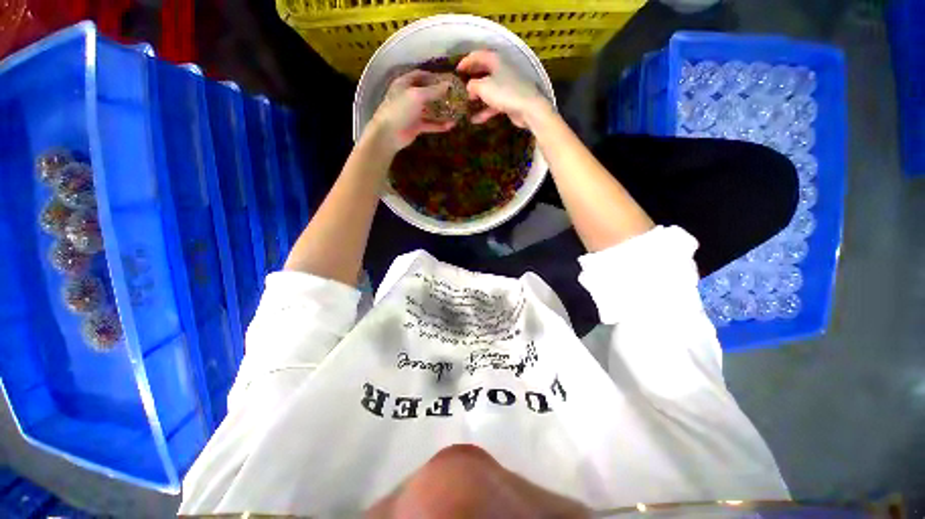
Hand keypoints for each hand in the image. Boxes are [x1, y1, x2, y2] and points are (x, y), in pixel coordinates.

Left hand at [368, 70, 455, 152]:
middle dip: (440, 94)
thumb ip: (433, 91)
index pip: (420, 75)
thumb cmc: (400, 109)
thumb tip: (448, 85)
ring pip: (430, 110)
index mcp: (404, 84)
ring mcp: (412, 112)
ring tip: (456, 111)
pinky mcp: (416, 126)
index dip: (433, 76)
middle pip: (426, 92)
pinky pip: (430, 124)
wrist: (389, 134)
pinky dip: (440, 125)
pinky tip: (451, 125)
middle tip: (455, 95)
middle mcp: (409, 96)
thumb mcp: (417, 95)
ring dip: (442, 111)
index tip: (447, 79)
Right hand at [457, 50, 550, 127]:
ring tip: (466, 105)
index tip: (456, 70)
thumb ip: (473, 86)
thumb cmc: (505, 92)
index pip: (478, 56)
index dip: (466, 61)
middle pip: (483, 72)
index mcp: (495, 60)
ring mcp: (507, 85)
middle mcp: (502, 69)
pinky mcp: (510, 100)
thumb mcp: (484, 87)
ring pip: (488, 89)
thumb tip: (468, 87)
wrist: (528, 108)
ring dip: (477, 97)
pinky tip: (475, 120)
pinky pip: (494, 104)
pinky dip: (485, 110)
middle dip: (471, 79)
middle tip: (460, 86)